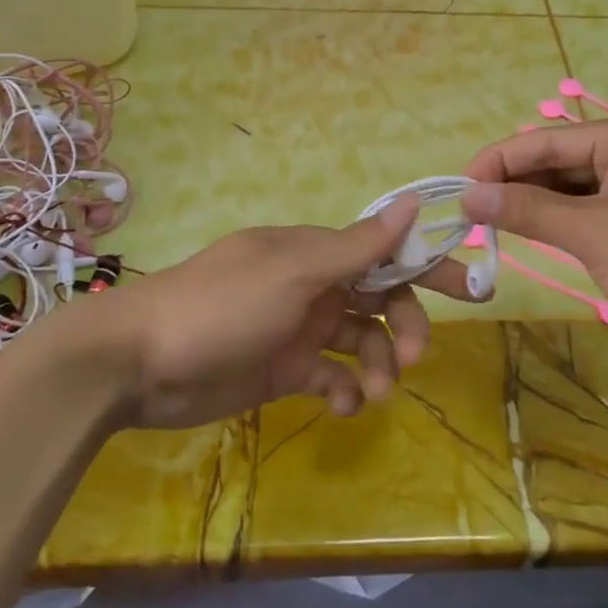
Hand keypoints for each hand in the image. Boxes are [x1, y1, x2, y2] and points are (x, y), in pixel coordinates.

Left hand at [95, 195, 477, 430]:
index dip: (426, 266)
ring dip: (377, 364)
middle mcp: (311, 284)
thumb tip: (411, 203)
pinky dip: (345, 389)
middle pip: (379, 298)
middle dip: (404, 324)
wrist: (137, 363)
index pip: (384, 252)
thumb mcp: (293, 272)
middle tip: (413, 357)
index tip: (469, 289)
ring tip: (376, 393)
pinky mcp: (282, 369)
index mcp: (315, 252)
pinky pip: (330, 375)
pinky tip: (346, 405)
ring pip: (359, 340)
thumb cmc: (221, 307)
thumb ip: (356, 246)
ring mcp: (297, 328)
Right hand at [461, 113, 607, 378]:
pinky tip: (545, 235)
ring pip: (585, 185)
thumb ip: (528, 209)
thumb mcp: (594, 236)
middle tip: (474, 214)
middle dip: (520, 184)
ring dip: (545, 204)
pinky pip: (607, 206)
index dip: (498, 161)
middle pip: (567, 159)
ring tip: (498, 226)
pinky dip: (574, 220)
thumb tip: (468, 193)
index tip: (457, 189)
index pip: (549, 139)